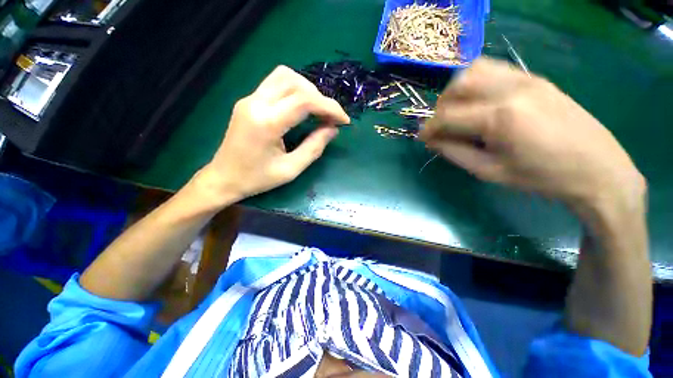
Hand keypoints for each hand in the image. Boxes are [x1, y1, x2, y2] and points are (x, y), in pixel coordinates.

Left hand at [195, 65, 349, 205]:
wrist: (223, 178)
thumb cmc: (257, 179)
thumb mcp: (291, 169)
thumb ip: (314, 147)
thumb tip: (332, 129)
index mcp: (267, 123)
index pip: (305, 101)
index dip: (329, 107)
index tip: (344, 120)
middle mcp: (256, 103)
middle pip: (295, 82)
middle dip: (320, 98)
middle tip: (331, 117)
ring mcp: (249, 99)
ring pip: (284, 76)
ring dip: (307, 90)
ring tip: (318, 110)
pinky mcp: (248, 100)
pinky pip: (275, 83)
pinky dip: (295, 90)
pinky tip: (302, 107)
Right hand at [419, 58, 644, 212]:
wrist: (598, 170)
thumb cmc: (541, 178)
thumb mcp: (489, 171)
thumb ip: (454, 152)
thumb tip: (432, 141)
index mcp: (499, 118)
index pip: (447, 116)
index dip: (428, 128)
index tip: (421, 138)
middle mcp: (511, 89)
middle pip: (458, 85)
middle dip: (440, 107)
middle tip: (441, 126)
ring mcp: (526, 79)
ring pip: (474, 70)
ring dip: (456, 91)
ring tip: (457, 111)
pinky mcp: (536, 78)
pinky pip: (494, 69)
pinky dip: (476, 82)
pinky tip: (478, 101)